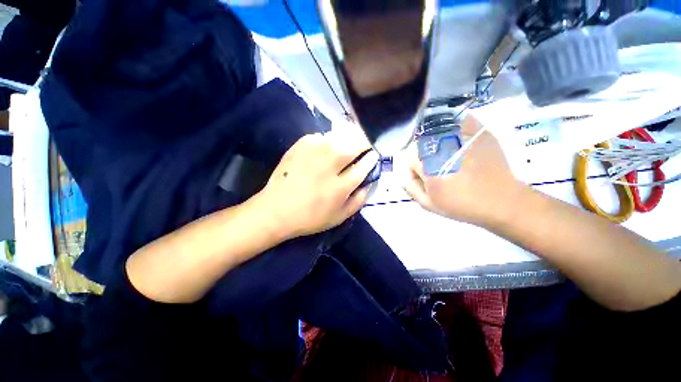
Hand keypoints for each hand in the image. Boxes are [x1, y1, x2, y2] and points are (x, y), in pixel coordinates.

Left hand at [258, 133, 378, 239]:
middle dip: (363, 144)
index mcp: (340, 187)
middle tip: (364, 145)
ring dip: (347, 140)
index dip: (371, 159)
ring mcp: (313, 154)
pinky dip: (326, 140)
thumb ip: (358, 201)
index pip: (363, 167)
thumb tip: (368, 184)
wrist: (276, 211)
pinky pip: (319, 137)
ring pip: (338, 138)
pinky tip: (324, 147)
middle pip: (353, 147)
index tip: (373, 155)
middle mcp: (329, 167)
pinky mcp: (299, 147)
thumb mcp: (339, 217)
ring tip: (347, 145)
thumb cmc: (310, 217)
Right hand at [400, 116, 523, 227]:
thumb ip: (409, 185)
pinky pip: (459, 120)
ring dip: (434, 139)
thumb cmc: (461, 205)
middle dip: (421, 152)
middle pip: (420, 140)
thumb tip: (401, 169)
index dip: (411, 165)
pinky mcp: (479, 131)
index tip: (420, 174)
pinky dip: (454, 124)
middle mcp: (443, 146)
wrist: (502, 201)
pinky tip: (455, 137)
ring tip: (444, 154)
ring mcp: (462, 136)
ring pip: (436, 129)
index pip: (408, 155)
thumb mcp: (428, 204)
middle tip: (432, 165)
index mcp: (429, 165)